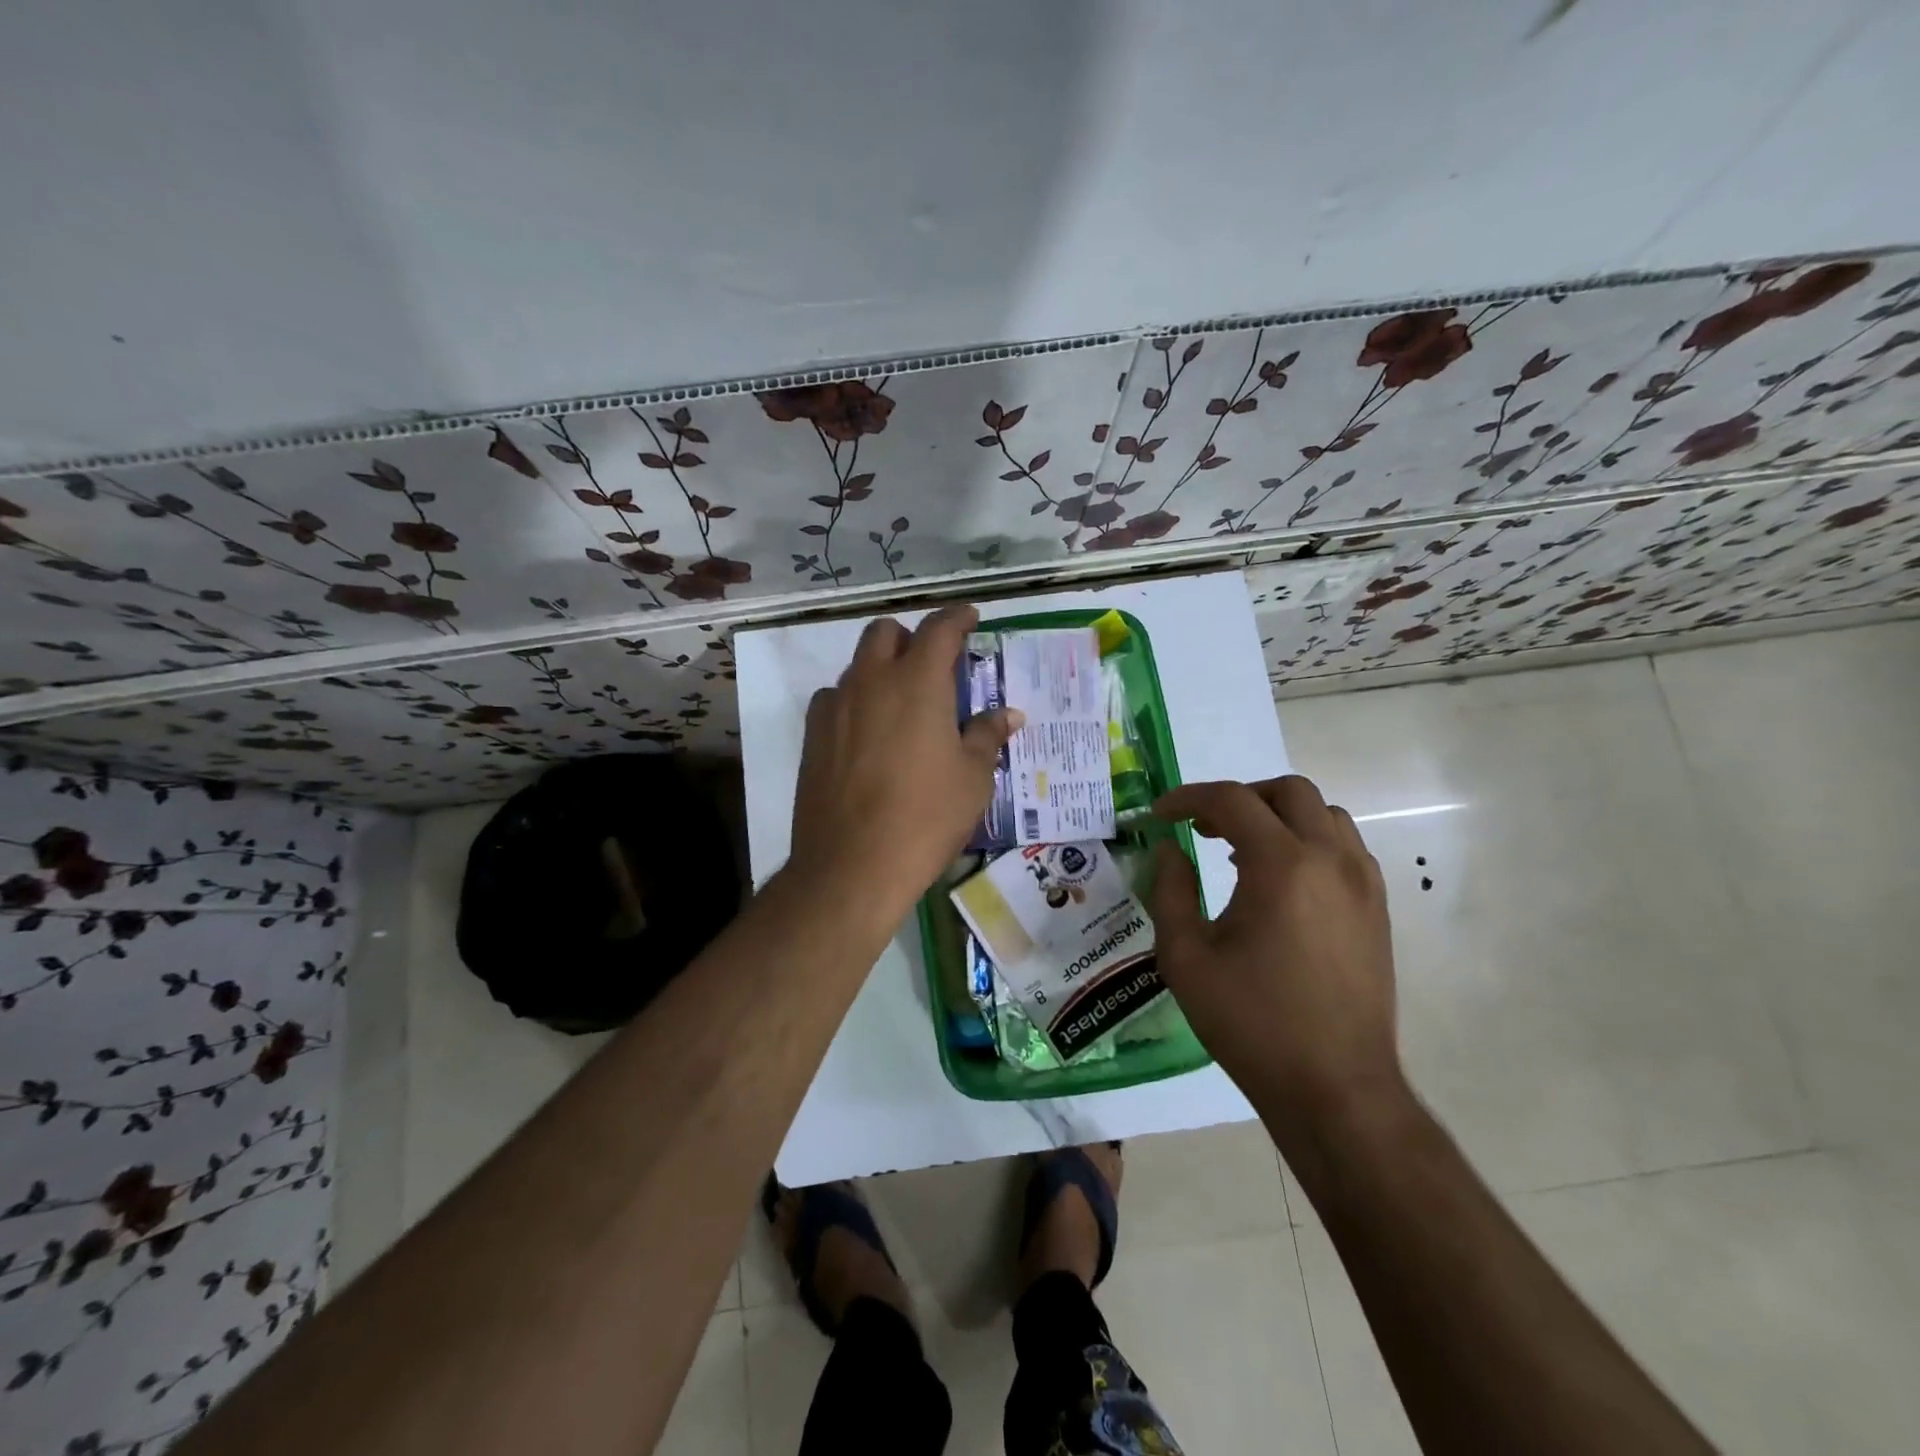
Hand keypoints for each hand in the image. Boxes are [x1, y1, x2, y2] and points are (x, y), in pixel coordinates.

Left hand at [789, 604, 1020, 916]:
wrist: (853, 865)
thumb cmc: (927, 817)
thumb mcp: (973, 777)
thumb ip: (987, 735)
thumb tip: (1007, 714)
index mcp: (918, 682)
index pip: (940, 629)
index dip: (958, 617)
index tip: (969, 618)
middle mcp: (871, 681)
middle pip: (886, 632)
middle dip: (911, 638)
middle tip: (933, 667)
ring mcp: (835, 707)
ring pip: (858, 666)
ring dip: (881, 670)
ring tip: (902, 707)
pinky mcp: (812, 735)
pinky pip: (835, 699)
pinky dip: (855, 702)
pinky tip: (868, 736)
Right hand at [1149, 776, 1404, 1131]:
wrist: (1335, 1087)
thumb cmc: (1251, 1022)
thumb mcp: (1186, 957)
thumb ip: (1170, 890)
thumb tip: (1169, 848)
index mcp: (1282, 865)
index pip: (1231, 800)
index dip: (1187, 798)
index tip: (1160, 815)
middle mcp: (1331, 859)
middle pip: (1287, 791)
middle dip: (1239, 798)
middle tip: (1204, 828)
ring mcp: (1363, 883)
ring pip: (1323, 815)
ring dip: (1278, 817)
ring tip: (1242, 854)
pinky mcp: (1377, 909)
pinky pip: (1344, 848)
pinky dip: (1307, 842)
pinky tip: (1280, 883)